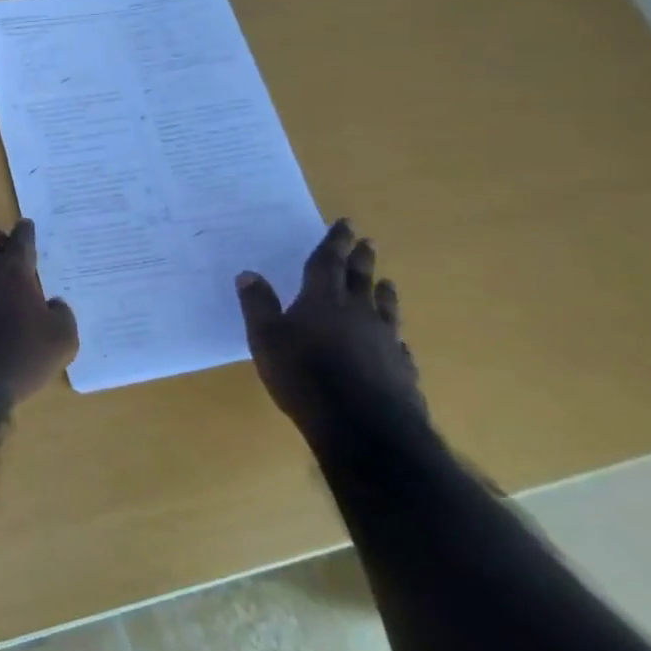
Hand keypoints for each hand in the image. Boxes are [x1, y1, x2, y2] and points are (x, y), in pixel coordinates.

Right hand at [235, 219, 428, 452]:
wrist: (363, 427)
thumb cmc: (304, 376)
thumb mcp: (265, 338)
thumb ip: (258, 305)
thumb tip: (249, 273)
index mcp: (322, 300)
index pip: (328, 262)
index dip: (335, 241)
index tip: (346, 223)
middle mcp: (357, 312)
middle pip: (361, 279)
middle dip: (362, 258)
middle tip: (368, 242)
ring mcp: (385, 341)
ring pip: (385, 307)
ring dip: (383, 292)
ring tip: (386, 282)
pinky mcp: (401, 369)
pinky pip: (398, 343)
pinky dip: (393, 335)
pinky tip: (396, 340)